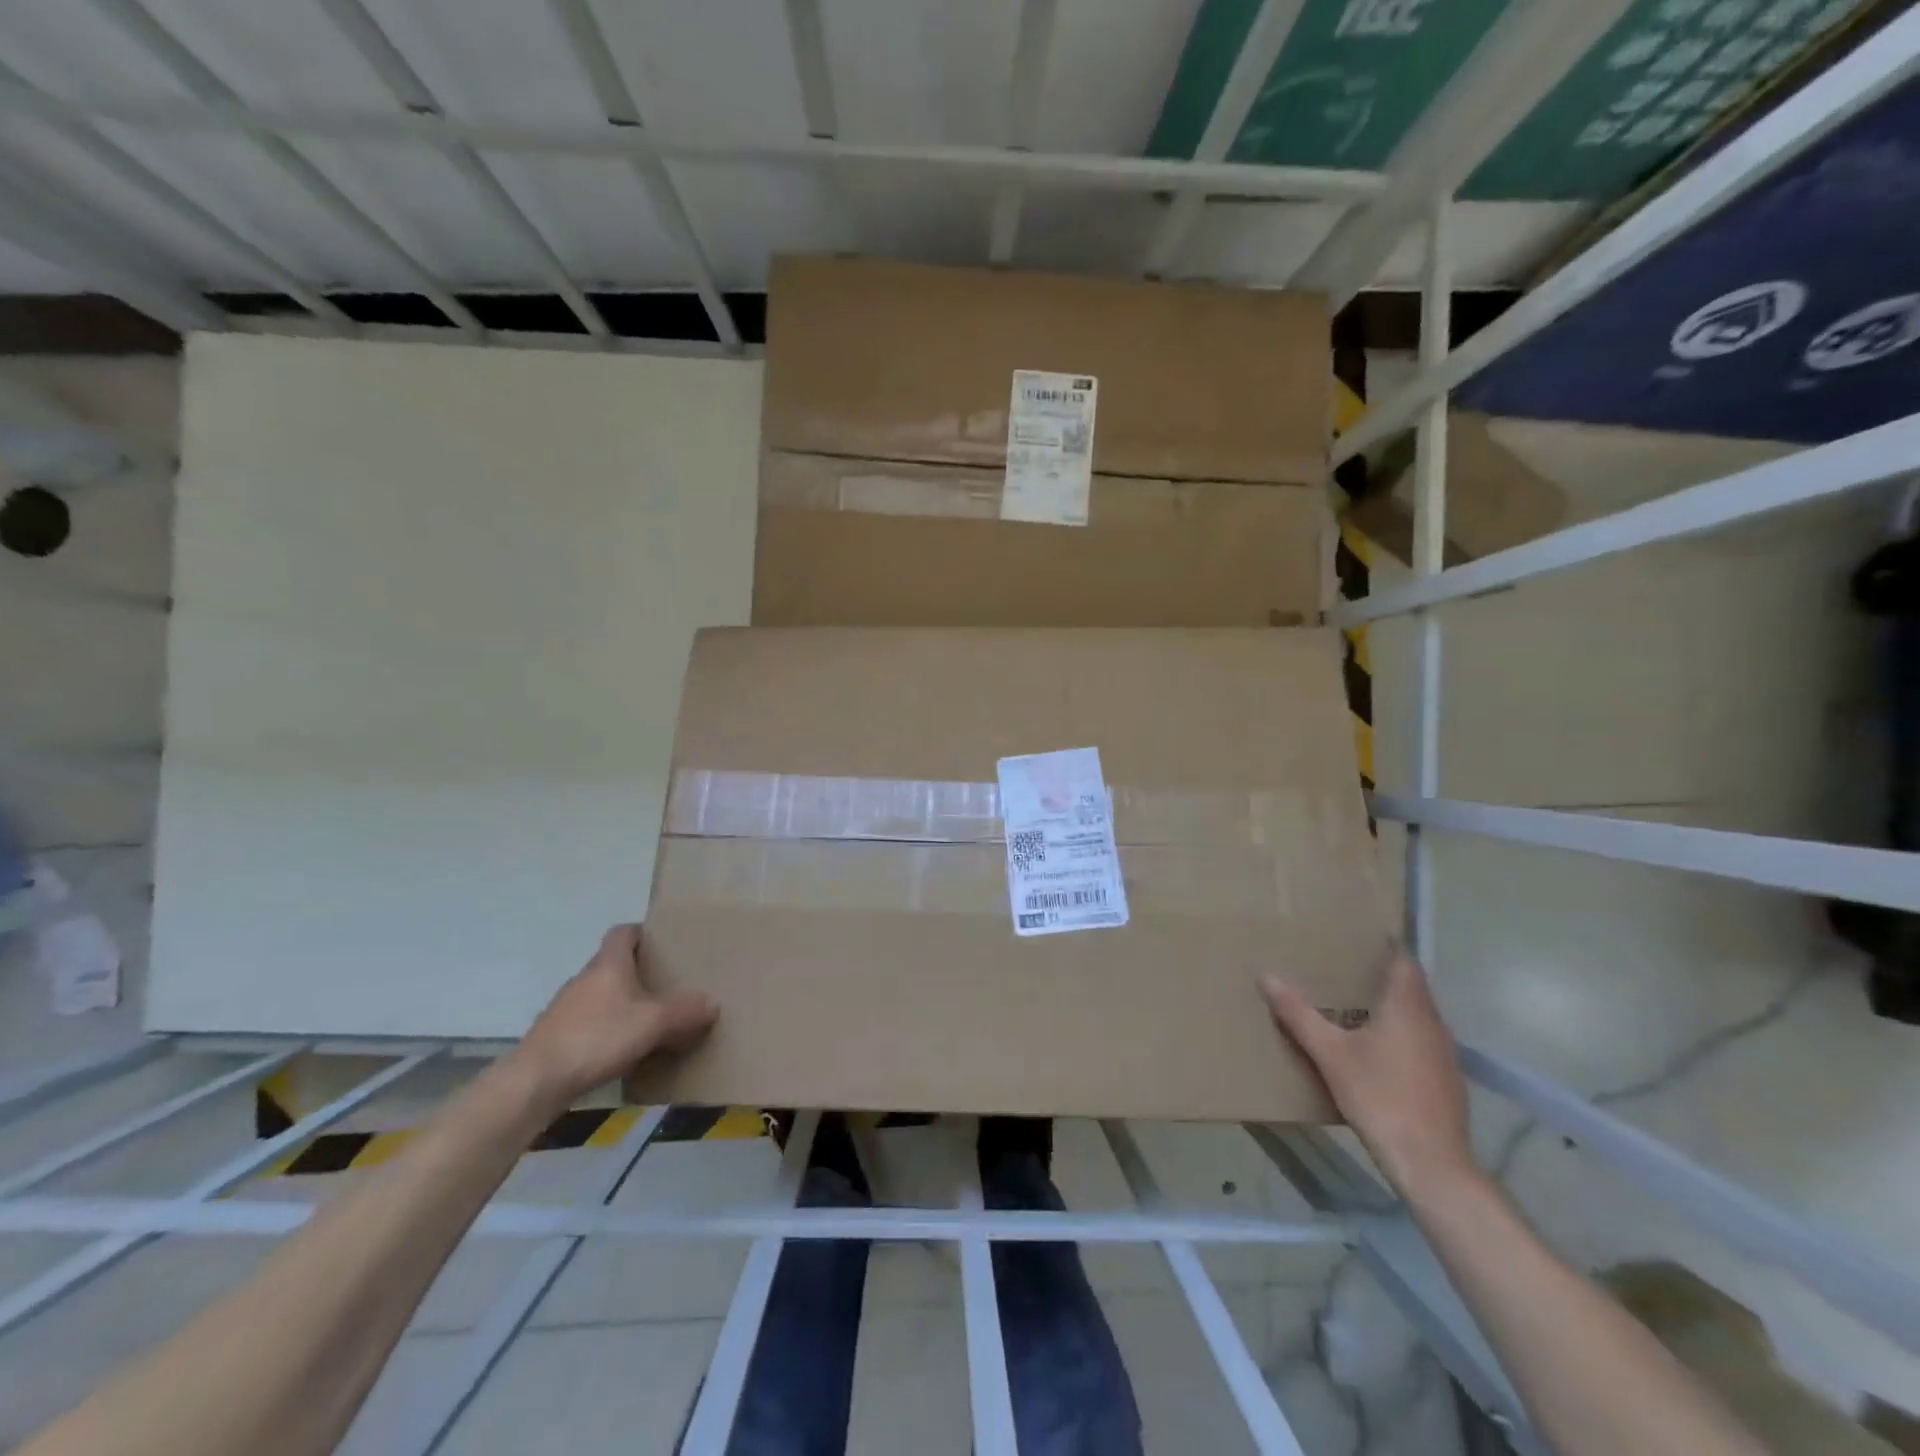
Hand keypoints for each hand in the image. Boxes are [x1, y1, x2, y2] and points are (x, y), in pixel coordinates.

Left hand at [511, 924, 717, 1112]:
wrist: (534, 1083)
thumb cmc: (597, 1037)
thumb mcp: (653, 1023)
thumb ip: (685, 1011)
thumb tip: (712, 1003)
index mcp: (608, 964)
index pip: (623, 932)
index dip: (643, 933)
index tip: (663, 944)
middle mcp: (584, 979)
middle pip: (614, 965)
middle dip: (639, 973)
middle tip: (668, 986)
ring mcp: (565, 1009)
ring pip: (601, 995)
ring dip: (623, 1004)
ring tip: (650, 1022)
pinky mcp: (555, 1037)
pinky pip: (589, 1023)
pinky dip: (607, 1030)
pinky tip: (622, 1052)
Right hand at [1262, 950, 1476, 1198]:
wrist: (1431, 1161)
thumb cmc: (1379, 1096)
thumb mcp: (1329, 1053)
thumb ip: (1298, 1014)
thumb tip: (1266, 976)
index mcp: (1407, 1006)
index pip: (1403, 960)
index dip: (1385, 946)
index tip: (1358, 937)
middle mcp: (1432, 1021)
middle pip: (1411, 986)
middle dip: (1381, 976)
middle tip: (1344, 969)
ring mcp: (1444, 1052)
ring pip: (1417, 1015)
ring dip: (1392, 1007)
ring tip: (1355, 1006)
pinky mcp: (1447, 1078)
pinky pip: (1422, 1040)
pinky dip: (1400, 1033)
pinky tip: (1376, 1050)